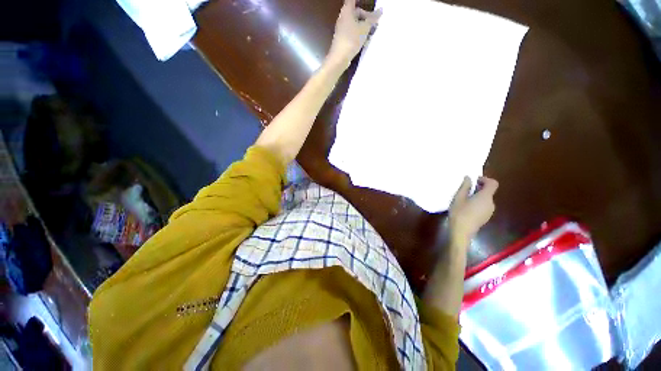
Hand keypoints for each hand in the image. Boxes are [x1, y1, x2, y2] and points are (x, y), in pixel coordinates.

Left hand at [327, 0, 381, 67]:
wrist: (339, 58)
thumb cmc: (351, 39)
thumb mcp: (365, 28)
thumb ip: (373, 19)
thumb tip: (380, 11)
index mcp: (347, 10)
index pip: (353, 0)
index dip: (360, 0)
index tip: (368, 3)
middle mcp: (343, 17)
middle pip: (356, 12)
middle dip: (366, 16)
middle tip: (375, 23)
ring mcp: (342, 29)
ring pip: (355, 24)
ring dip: (364, 27)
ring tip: (372, 33)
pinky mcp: (343, 39)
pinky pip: (353, 33)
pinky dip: (360, 34)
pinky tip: (365, 41)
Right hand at [449, 176, 498, 245]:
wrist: (461, 232)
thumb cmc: (459, 213)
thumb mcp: (459, 198)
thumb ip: (465, 187)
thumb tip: (468, 177)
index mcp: (486, 197)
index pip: (493, 183)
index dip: (484, 179)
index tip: (473, 180)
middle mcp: (491, 203)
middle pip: (489, 191)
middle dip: (479, 188)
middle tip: (465, 189)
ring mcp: (489, 211)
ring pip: (486, 199)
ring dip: (477, 196)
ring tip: (463, 199)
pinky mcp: (485, 217)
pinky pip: (484, 206)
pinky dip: (477, 203)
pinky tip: (466, 207)